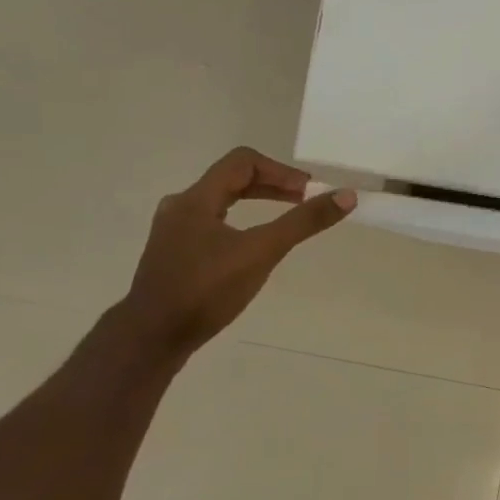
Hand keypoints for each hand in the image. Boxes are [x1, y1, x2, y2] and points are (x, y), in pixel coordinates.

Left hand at [119, 148, 354, 359]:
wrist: (153, 336)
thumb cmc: (206, 290)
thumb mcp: (261, 252)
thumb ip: (303, 223)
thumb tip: (346, 196)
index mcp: (196, 199)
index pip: (243, 162)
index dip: (281, 171)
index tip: (309, 193)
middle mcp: (181, 208)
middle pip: (231, 180)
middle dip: (273, 187)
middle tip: (304, 203)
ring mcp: (174, 232)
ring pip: (221, 203)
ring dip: (256, 204)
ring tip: (284, 220)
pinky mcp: (175, 255)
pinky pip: (213, 225)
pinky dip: (241, 224)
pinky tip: (253, 247)